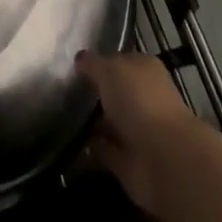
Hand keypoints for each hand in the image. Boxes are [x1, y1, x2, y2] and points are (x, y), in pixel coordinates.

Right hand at [76, 50, 205, 215]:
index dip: (99, 62)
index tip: (74, 65)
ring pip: (110, 122)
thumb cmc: (138, 100)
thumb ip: (92, 64)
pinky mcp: (129, 162)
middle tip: (62, 90)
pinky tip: (67, 143)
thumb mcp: (109, 70)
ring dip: (91, 122)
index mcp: (144, 69)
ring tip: (59, 115)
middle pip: (115, 92)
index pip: (120, 61)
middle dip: (94, 93)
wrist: (162, 159)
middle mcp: (143, 98)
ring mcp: (137, 132)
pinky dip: (90, 149)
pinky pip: (104, 151)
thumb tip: (80, 59)